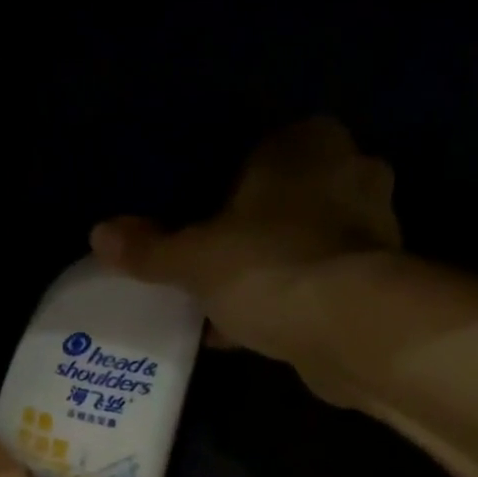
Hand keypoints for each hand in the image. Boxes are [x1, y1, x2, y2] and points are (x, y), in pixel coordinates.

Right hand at [88, 119, 401, 368]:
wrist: (348, 327)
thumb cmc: (267, 267)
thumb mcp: (193, 259)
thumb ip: (150, 248)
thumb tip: (99, 234)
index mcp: (306, 142)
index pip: (257, 154)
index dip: (223, 194)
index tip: (200, 230)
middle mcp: (349, 170)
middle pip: (282, 202)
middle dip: (249, 235)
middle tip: (211, 270)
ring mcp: (371, 226)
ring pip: (302, 244)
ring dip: (269, 272)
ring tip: (228, 309)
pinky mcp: (378, 278)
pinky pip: (318, 283)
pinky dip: (289, 302)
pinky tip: (255, 334)